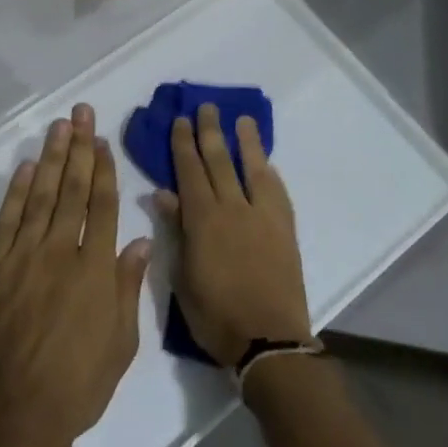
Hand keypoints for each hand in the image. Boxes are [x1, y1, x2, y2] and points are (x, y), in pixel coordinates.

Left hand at [0, 105, 151, 446]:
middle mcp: (60, 253)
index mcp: (95, 270)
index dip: (103, 169)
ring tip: (58, 126)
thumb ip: (128, 288)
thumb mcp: (120, 344)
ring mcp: (23, 258)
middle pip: (72, 190)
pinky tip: (27, 168)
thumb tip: (138, 241)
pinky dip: (18, 191)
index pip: (102, 206)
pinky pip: (8, 221)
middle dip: (78, 148)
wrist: (11, 417)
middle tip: (80, 112)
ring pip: (41, 196)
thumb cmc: (76, 386)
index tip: (102, 140)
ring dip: (51, 158)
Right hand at [153, 104, 310, 367]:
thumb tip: (162, 192)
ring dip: (245, 142)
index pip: (189, 171)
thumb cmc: (215, 314)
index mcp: (202, 219)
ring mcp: (262, 215)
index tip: (179, 120)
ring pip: (251, 168)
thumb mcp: (182, 276)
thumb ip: (175, 230)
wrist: (268, 339)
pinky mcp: (285, 228)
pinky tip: (265, 163)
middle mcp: (232, 208)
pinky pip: (276, 191)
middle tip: (206, 107)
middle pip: (219, 161)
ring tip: (242, 119)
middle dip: (209, 131)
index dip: (183, 144)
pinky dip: (268, 173)